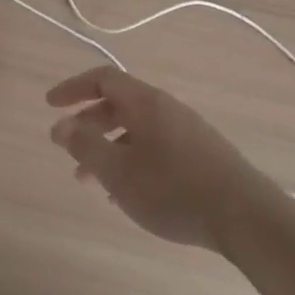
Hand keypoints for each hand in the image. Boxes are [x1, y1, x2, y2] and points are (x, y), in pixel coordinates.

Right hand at [47, 67, 272, 250]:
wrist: (244, 216)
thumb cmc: (172, 189)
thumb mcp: (118, 171)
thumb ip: (85, 146)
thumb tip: (60, 126)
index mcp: (146, 102)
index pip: (103, 78)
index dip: (73, 88)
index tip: (50, 105)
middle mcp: (167, 108)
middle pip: (119, 104)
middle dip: (88, 124)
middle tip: (67, 150)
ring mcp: (187, 131)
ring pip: (136, 130)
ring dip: (108, 148)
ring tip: (89, 181)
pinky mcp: (200, 155)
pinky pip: (154, 147)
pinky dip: (131, 161)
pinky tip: (125, 195)